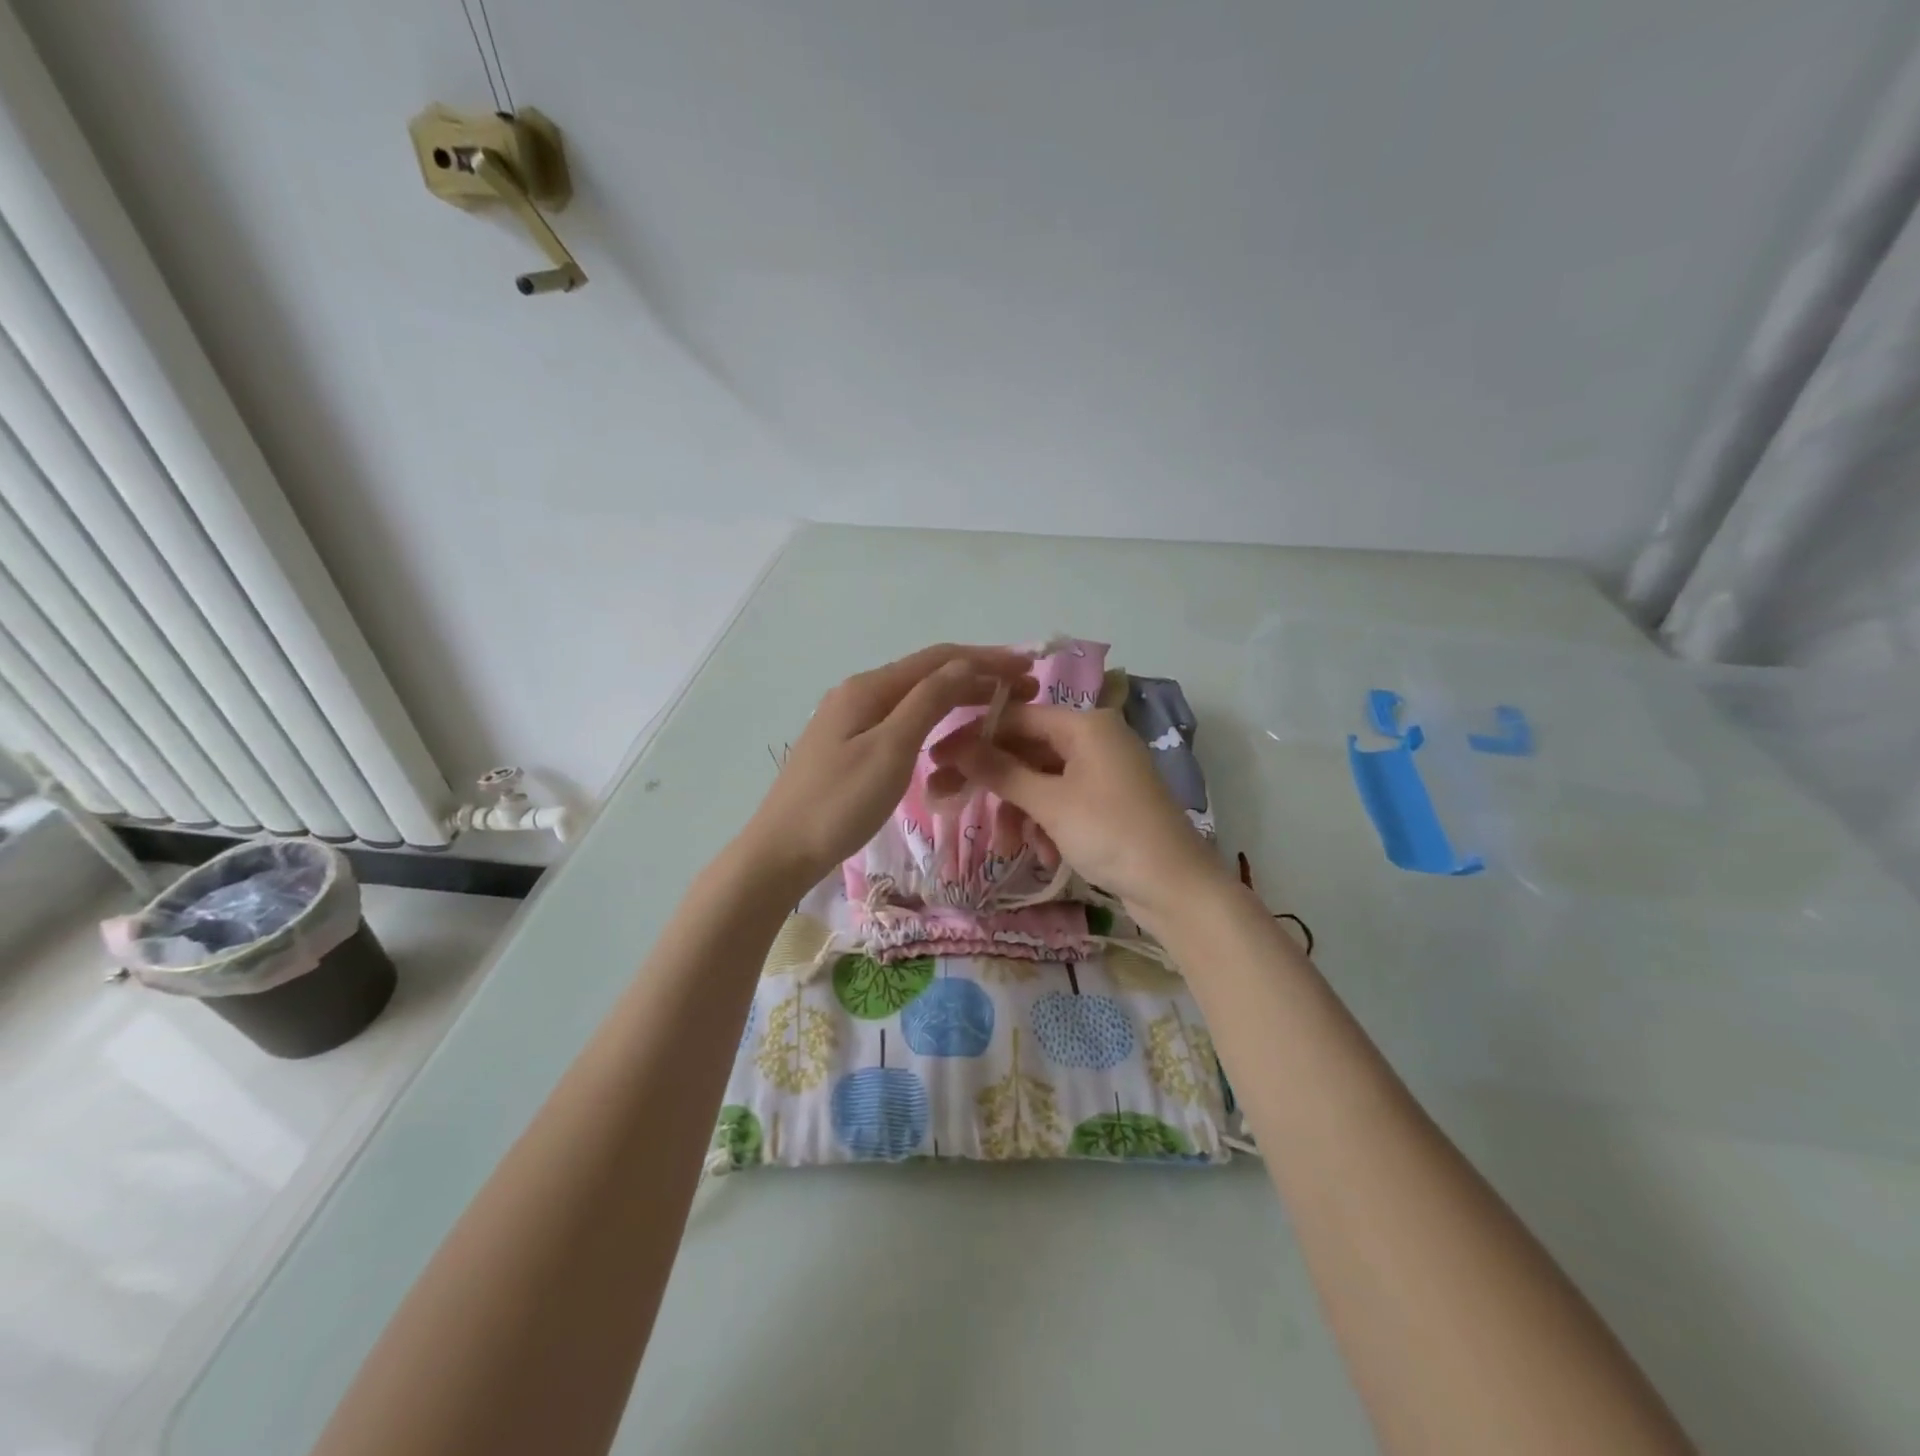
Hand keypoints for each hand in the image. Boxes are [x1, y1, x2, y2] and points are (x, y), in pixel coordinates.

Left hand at [740, 644, 1036, 890]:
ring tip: (998, 707)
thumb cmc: (839, 803)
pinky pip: (903, 718)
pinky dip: (935, 717)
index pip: (939, 659)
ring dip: (958, 696)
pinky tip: (950, 731)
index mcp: (869, 688)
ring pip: (916, 696)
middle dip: (977, 676)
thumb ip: (928, 702)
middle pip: (928, 673)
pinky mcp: (850, 743)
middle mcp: (860, 692)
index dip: (986, 659)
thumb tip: (965, 664)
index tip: (1029, 668)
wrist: (781, 850)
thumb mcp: (891, 750)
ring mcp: (851, 718)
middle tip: (1025, 691)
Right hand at [927, 704, 1228, 920]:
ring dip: (1021, 812)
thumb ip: (1001, 771)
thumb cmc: (1111, 834)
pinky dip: (1046, 824)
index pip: (1016, 716)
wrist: (1176, 887)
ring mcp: (1103, 771)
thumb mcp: (1050, 803)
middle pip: (1027, 750)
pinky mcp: (1108, 801)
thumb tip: (957, 746)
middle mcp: (1095, 739)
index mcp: (1085, 725)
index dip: (974, 737)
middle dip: (996, 784)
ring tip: (1012, 847)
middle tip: (952, 802)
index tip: (937, 759)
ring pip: (1042, 780)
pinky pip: (1062, 801)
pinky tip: (1045, 854)